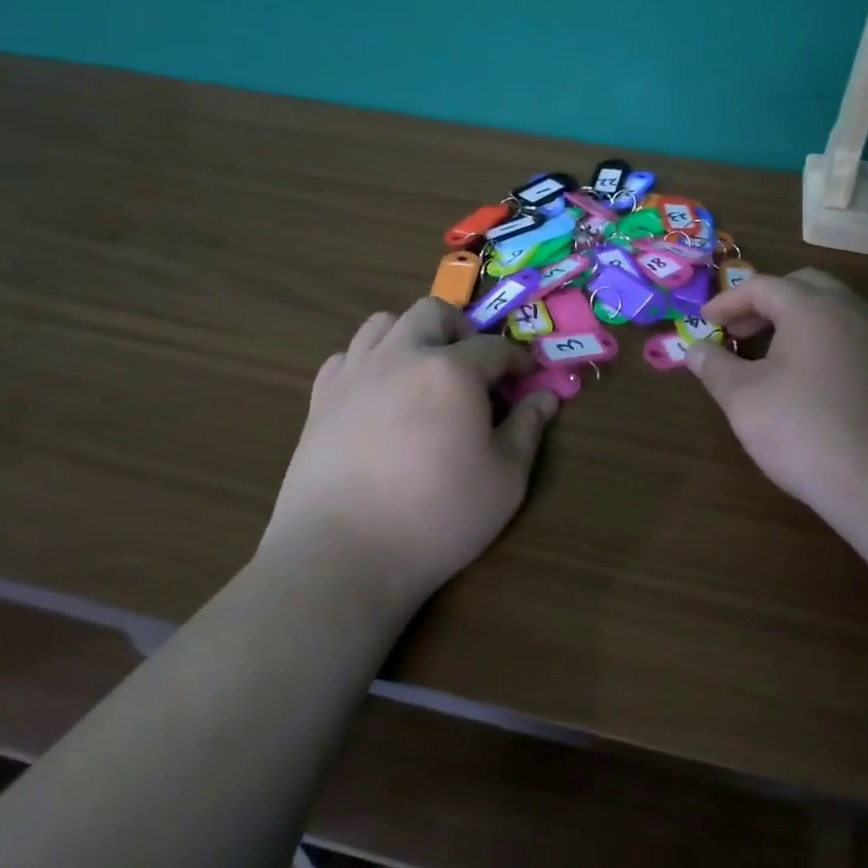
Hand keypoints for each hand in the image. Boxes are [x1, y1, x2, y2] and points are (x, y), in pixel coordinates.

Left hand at [265, 298, 557, 611]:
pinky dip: (370, 362)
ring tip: (425, 374)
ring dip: (413, 336)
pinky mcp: (321, 398)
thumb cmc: (437, 517)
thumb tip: (546, 397)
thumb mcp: (504, 480)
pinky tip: (379, 396)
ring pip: (384, 323)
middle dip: (462, 331)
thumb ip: (527, 429)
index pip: (495, 347)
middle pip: (434, 313)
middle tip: (474, 371)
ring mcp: (355, 373)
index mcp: (451, 371)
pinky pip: (348, 356)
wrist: (341, 554)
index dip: (517, 361)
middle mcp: (401, 355)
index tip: (527, 379)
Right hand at [689, 269, 867, 535]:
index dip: (728, 301)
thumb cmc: (805, 431)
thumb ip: (715, 367)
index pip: (762, 286)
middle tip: (740, 332)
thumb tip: (694, 350)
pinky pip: (857, 339)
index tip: (706, 322)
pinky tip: (815, 383)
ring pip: (836, 311)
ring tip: (774, 357)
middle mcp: (853, 311)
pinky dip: (827, 344)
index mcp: (812, 308)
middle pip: (804, 287)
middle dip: (766, 303)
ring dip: (799, 323)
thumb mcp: (744, 400)